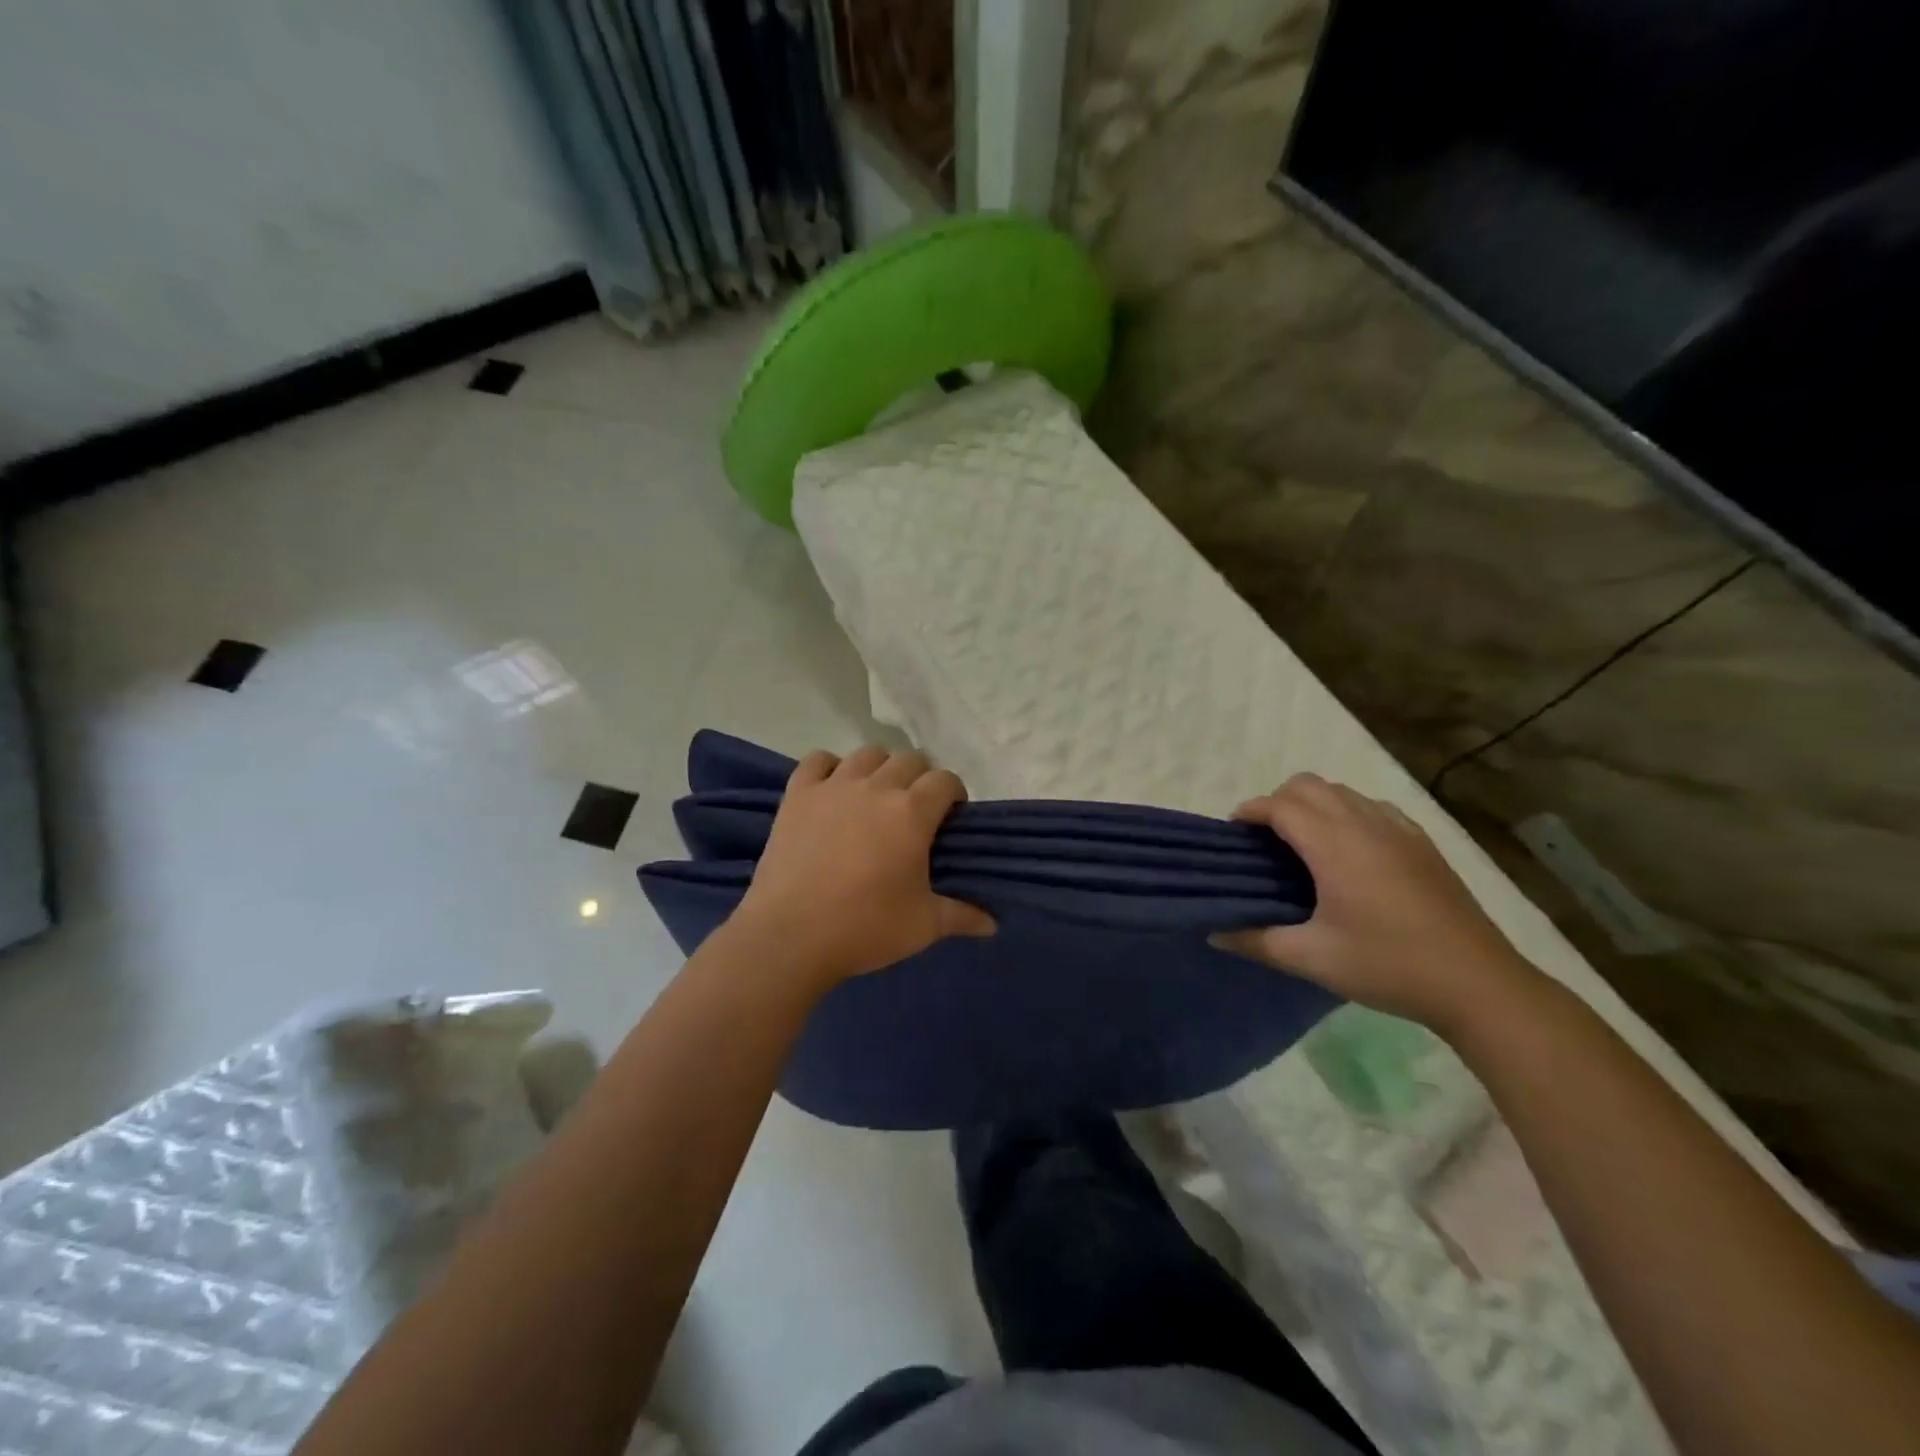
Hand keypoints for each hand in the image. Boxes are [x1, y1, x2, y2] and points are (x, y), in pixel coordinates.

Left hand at [731, 746, 994, 985]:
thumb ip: (962, 916)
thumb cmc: (865, 927)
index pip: (946, 780)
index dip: (953, 793)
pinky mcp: (798, 795)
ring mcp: (834, 786)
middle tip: (915, 812)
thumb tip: (993, 924)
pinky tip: (833, 790)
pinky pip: (818, 760)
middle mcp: (876, 787)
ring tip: (876, 797)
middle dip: (920, 779)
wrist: (790, 935)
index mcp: (912, 812)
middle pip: (909, 759)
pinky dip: (830, 767)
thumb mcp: (923, 926)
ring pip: (867, 754)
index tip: (950, 816)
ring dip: (880, 768)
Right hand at [1215, 774, 1538, 1030]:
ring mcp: (1399, 829)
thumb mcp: (1312, 958)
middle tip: (1264, 841)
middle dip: (1277, 801)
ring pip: (1342, 790)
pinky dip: (1348, 812)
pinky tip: (1350, 851)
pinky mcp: (1422, 842)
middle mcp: (1365, 823)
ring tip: (1302, 844)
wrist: (1478, 984)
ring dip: (1313, 804)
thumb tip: (1214, 932)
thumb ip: (1256, 940)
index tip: (1232, 834)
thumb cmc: (1388, 966)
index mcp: (1334, 845)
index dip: (1249, 811)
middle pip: (1308, 784)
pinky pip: (1373, 806)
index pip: (1280, 805)